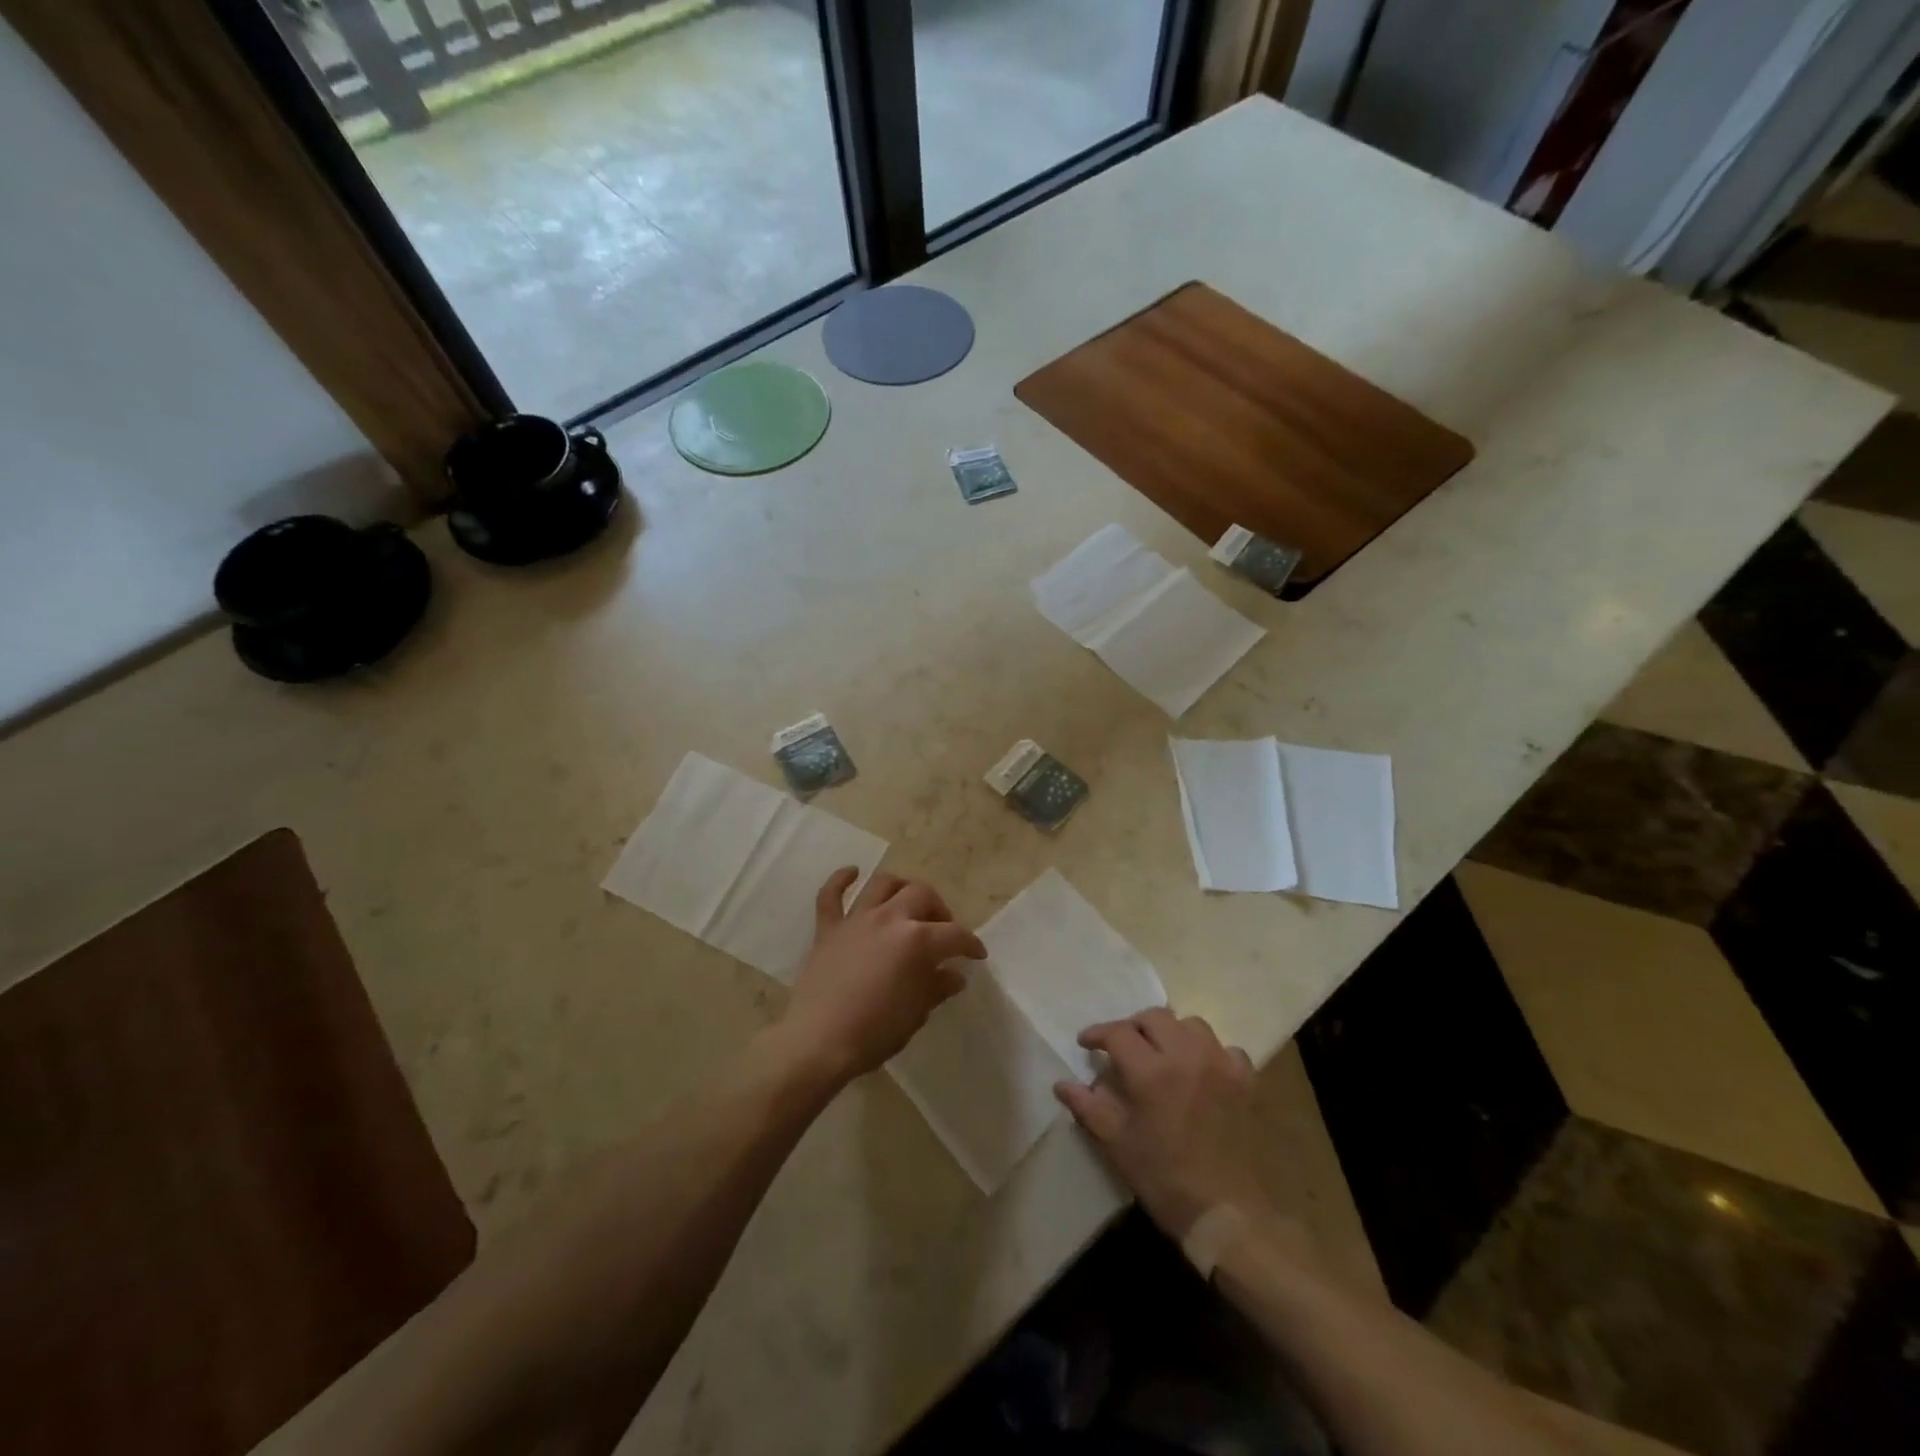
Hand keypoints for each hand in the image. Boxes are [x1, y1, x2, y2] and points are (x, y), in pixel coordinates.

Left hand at [780, 868, 985, 1083]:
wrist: (818, 1042)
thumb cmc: (874, 1032)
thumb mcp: (916, 1014)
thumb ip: (936, 988)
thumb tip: (954, 975)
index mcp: (917, 941)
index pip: (954, 935)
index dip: (970, 944)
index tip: (976, 955)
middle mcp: (890, 919)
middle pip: (922, 895)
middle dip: (939, 909)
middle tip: (941, 930)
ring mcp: (857, 920)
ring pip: (883, 884)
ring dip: (901, 887)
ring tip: (908, 902)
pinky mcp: (828, 929)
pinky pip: (831, 895)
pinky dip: (841, 880)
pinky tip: (853, 873)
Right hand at [1055, 1009, 1265, 1240]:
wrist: (1229, 1214)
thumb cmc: (1165, 1180)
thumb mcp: (1117, 1145)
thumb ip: (1088, 1107)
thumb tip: (1062, 1084)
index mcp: (1151, 1072)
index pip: (1118, 1033)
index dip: (1097, 1034)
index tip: (1087, 1044)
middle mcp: (1187, 1055)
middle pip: (1154, 1017)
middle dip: (1132, 1027)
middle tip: (1122, 1047)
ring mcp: (1221, 1064)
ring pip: (1191, 1024)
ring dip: (1171, 1032)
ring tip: (1162, 1053)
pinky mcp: (1246, 1079)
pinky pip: (1225, 1048)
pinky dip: (1208, 1052)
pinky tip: (1201, 1071)